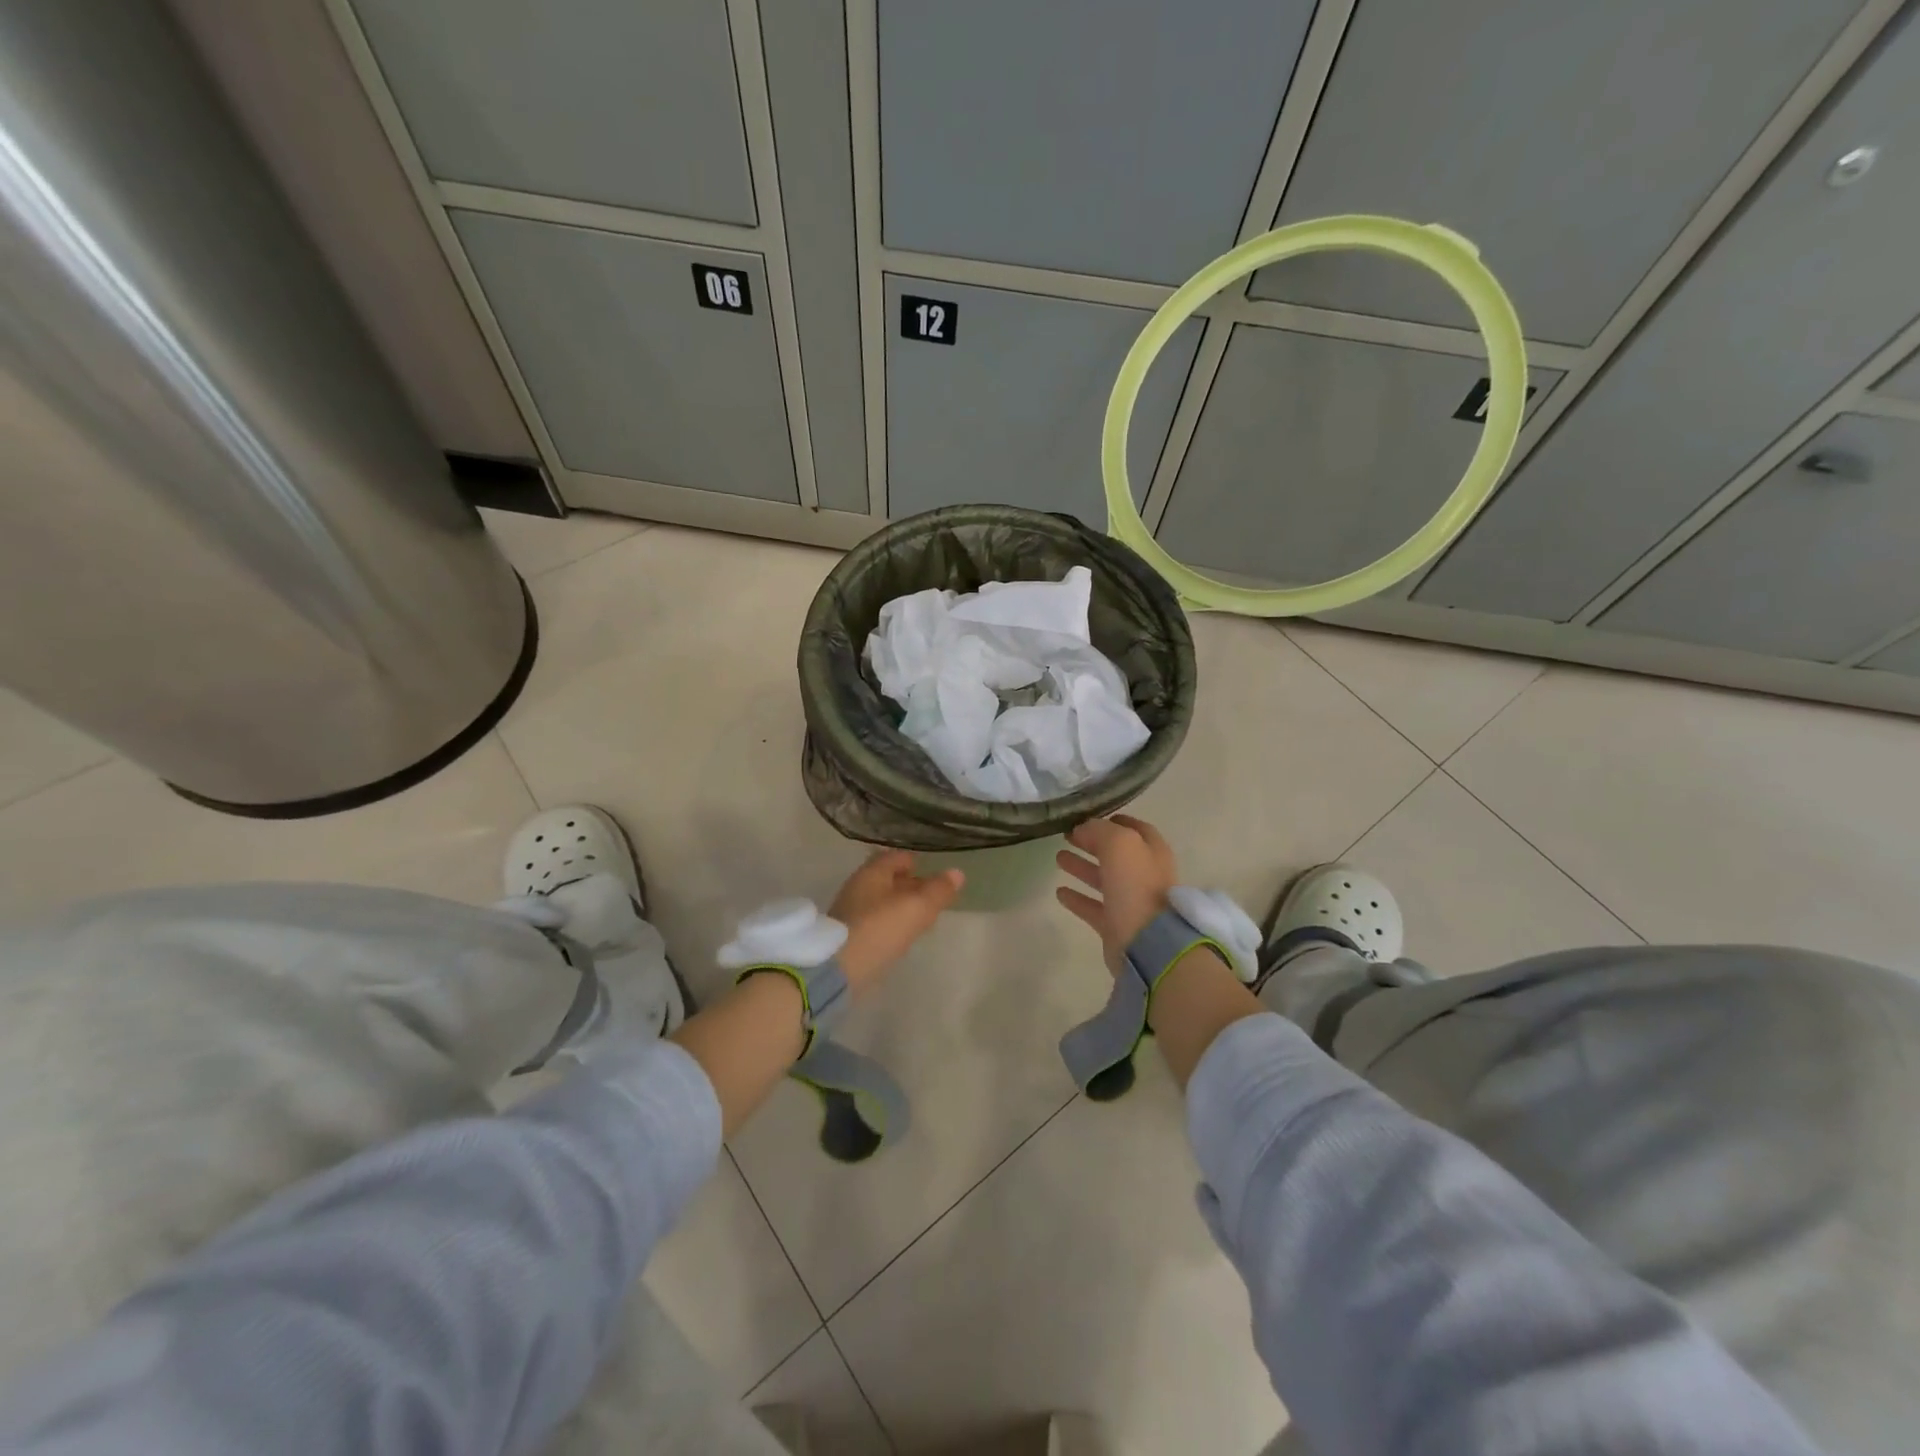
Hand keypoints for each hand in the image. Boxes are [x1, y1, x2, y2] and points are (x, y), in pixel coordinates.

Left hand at [829, 851, 963, 992]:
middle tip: (931, 896)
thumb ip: (938, 890)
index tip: (933, 873)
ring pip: (880, 901)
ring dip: (899, 906)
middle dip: (909, 885)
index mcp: (872, 873)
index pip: (896, 857)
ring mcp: (850, 912)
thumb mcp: (916, 908)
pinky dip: (889, 923)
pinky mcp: (847, 936)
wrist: (837, 970)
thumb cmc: (879, 929)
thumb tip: (957, 873)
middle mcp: (858, 887)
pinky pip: (874, 921)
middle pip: (887, 879)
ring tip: (920, 917)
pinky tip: (900, 936)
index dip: (916, 862)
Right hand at [1056, 815, 1178, 973]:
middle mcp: (1145, 875)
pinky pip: (1094, 907)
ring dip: (1082, 867)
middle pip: (1116, 854)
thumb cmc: (1137, 887)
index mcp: (1152, 852)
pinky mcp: (1117, 927)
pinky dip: (1078, 899)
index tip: (1088, 817)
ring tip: (1058, 857)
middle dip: (1092, 843)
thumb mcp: (1120, 845)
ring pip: (1103, 879)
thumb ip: (1100, 831)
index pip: (1135, 829)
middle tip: (1067, 835)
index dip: (1114, 821)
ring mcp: (1131, 902)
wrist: (1149, 944)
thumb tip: (1083, 829)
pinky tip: (1060, 892)